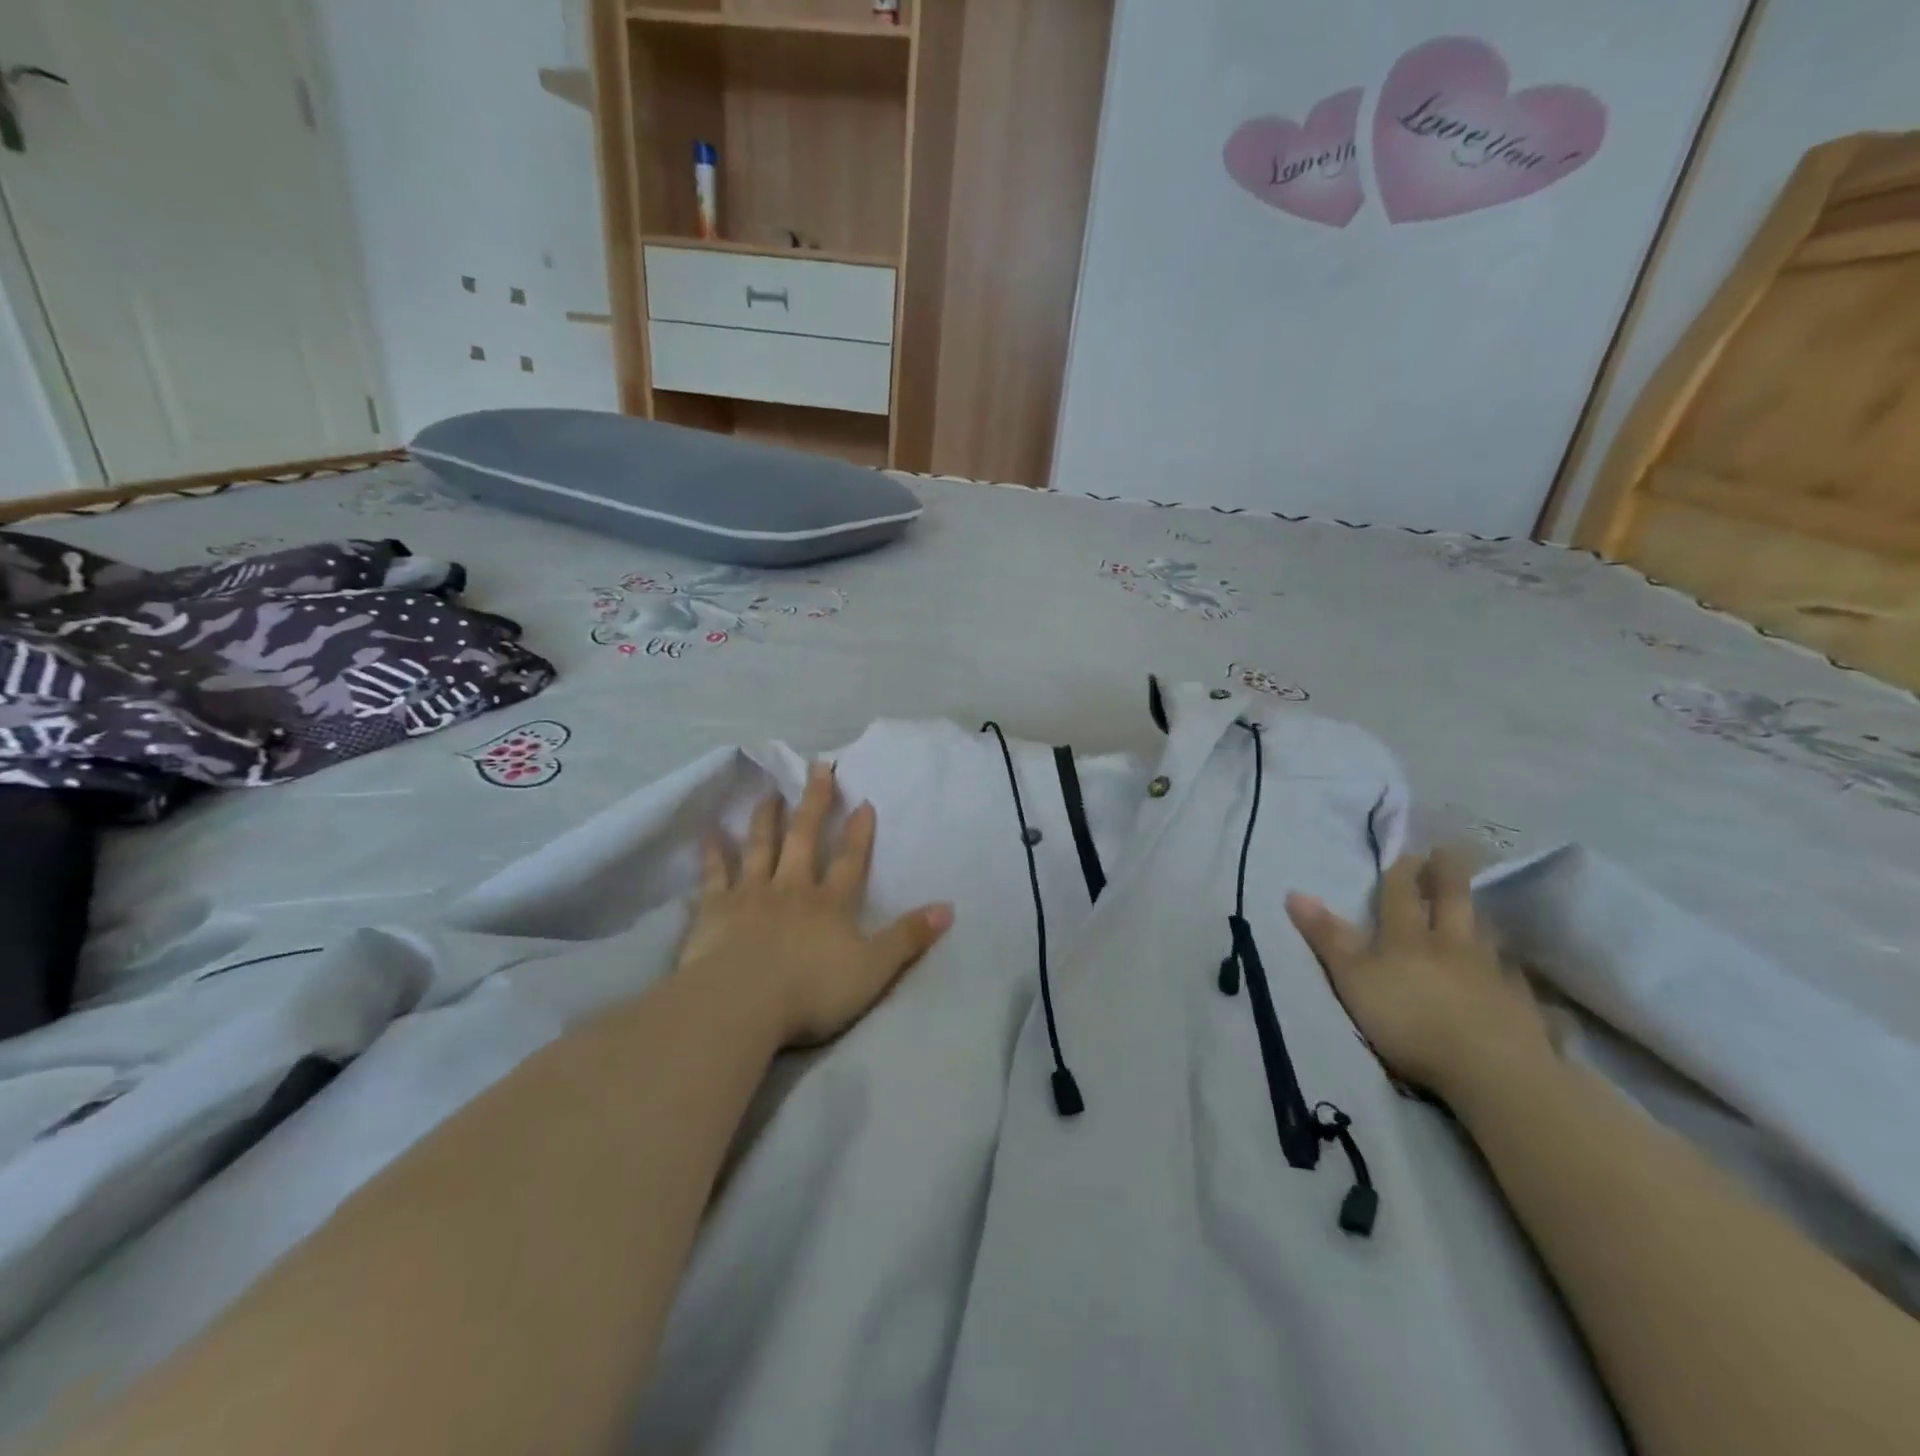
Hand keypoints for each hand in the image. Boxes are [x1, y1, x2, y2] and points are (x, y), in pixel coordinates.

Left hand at [677, 761, 954, 1048]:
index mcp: (830, 904)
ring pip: (760, 846)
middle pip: (804, 837)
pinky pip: (715, 874)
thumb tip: (949, 908)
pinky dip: (713, 852)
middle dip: (814, 802)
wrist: (742, 1002)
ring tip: (770, 791)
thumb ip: (909, 938)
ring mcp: (751, 895)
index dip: (859, 833)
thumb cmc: (812, 990)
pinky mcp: (716, 909)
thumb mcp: (874, 969)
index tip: (863, 801)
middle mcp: (792, 889)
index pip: (850, 861)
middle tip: (817, 767)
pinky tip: (709, 831)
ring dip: (766, 817)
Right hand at [1286, 848, 1551, 1099]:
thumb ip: (1327, 938)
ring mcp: (1492, 975)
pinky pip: (1516, 981)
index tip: (1409, 851)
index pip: (1401, 895)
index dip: (1403, 873)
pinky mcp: (1522, 1007)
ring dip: (1481, 920)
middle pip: (1452, 902)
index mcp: (1407, 938)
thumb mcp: (1353, 979)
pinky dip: (1511, 972)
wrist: (1491, 1069)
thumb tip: (1295, 893)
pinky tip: (1514, 976)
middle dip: (1448, 875)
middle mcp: (1452, 946)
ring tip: (1482, 912)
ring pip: (1486, 937)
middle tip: (1453, 850)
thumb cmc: (1409, 1020)